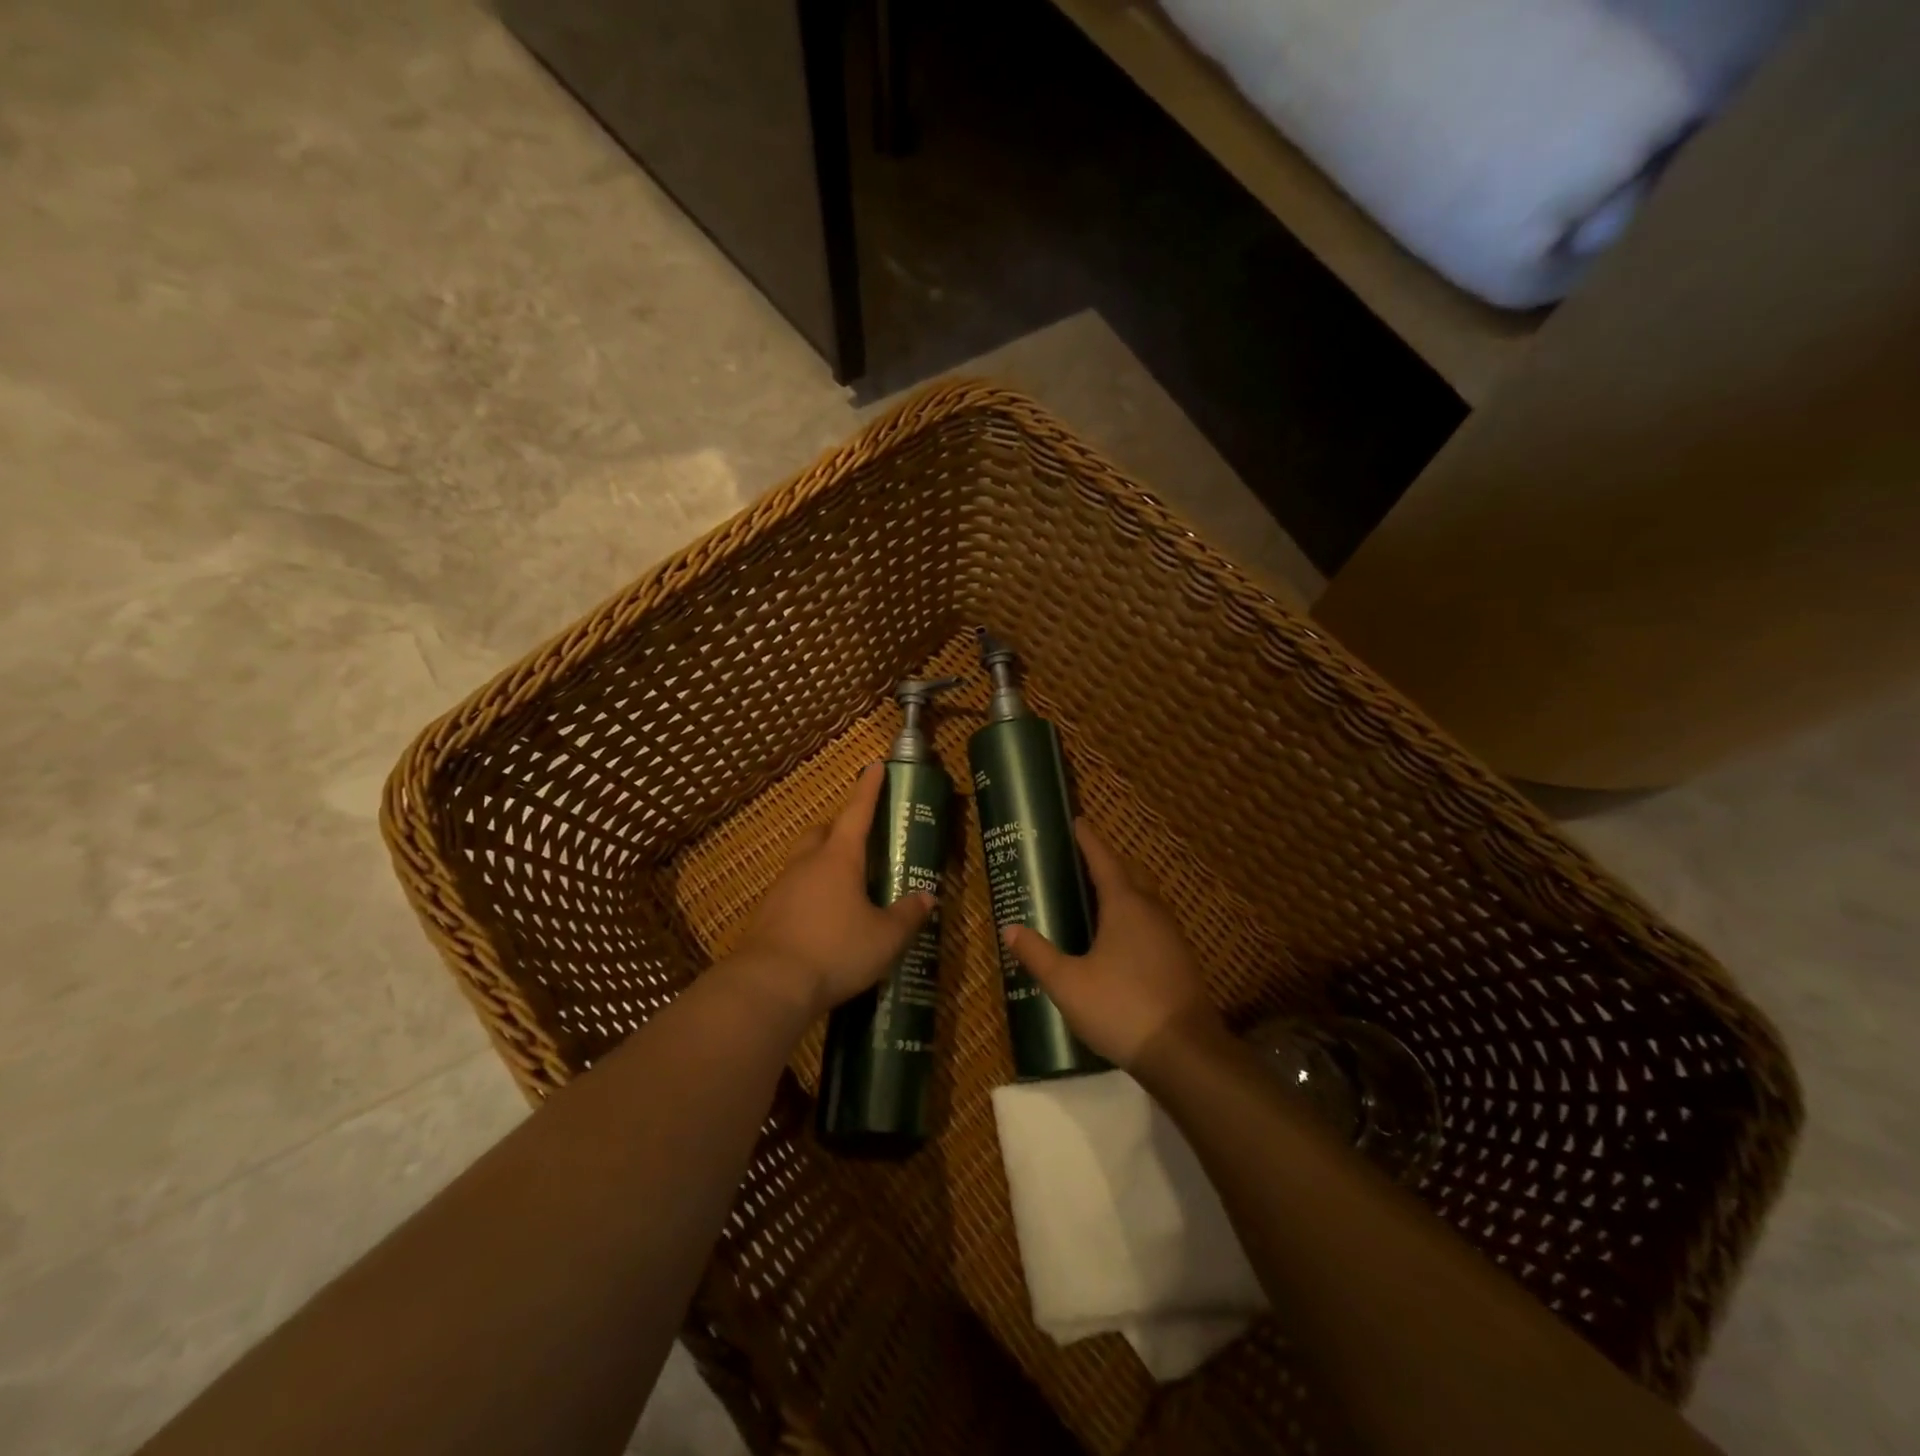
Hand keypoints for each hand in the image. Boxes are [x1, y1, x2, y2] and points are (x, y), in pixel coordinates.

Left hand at [730, 764, 934, 1021]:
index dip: (868, 789)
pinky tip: (821, 920)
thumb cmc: (835, 951)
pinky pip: (793, 892)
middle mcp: (807, 864)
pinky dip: (809, 895)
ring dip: (822, 864)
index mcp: (839, 858)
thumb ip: (908, 916)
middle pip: (823, 832)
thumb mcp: (885, 938)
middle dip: (840, 829)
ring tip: (845, 888)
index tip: (874, 765)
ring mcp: (782, 888)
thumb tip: (928, 897)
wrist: (769, 985)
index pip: (857, 812)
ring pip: (804, 862)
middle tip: (861, 842)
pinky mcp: (766, 914)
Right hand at [1000, 821, 1219, 1068]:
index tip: (1076, 821)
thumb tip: (1009, 928)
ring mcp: (1171, 935)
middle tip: (1077, 862)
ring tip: (1093, 898)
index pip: (1104, 860)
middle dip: (1105, 863)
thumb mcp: (1067, 983)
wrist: (1185, 1054)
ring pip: (1143, 900)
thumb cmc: (1121, 1008)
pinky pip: (1151, 923)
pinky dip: (1131, 918)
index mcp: (1125, 905)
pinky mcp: (1179, 960)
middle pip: (1128, 874)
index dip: (1088, 840)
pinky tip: (1116, 941)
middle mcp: (1151, 911)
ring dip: (1121, 891)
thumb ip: (1037, 954)